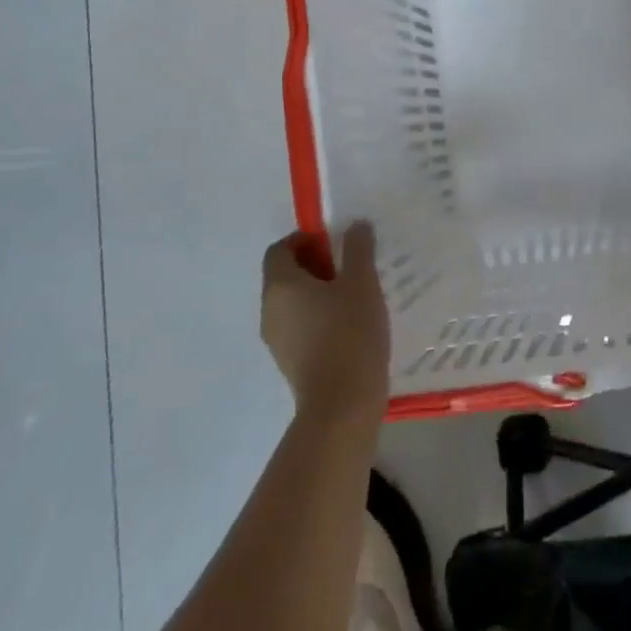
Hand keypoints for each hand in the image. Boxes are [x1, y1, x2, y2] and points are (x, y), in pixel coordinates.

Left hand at [261, 223, 389, 425]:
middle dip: (315, 264)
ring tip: (354, 295)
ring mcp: (276, 339)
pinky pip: (299, 325)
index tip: (335, 243)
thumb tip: (355, 225)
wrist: (342, 404)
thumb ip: (358, 249)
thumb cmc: (350, 333)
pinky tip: (349, 324)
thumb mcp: (362, 283)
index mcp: (280, 286)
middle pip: (284, 275)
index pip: (279, 249)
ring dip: (317, 291)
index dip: (304, 239)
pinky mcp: (289, 361)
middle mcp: (269, 310)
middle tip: (350, 266)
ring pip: (292, 302)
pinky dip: (318, 316)